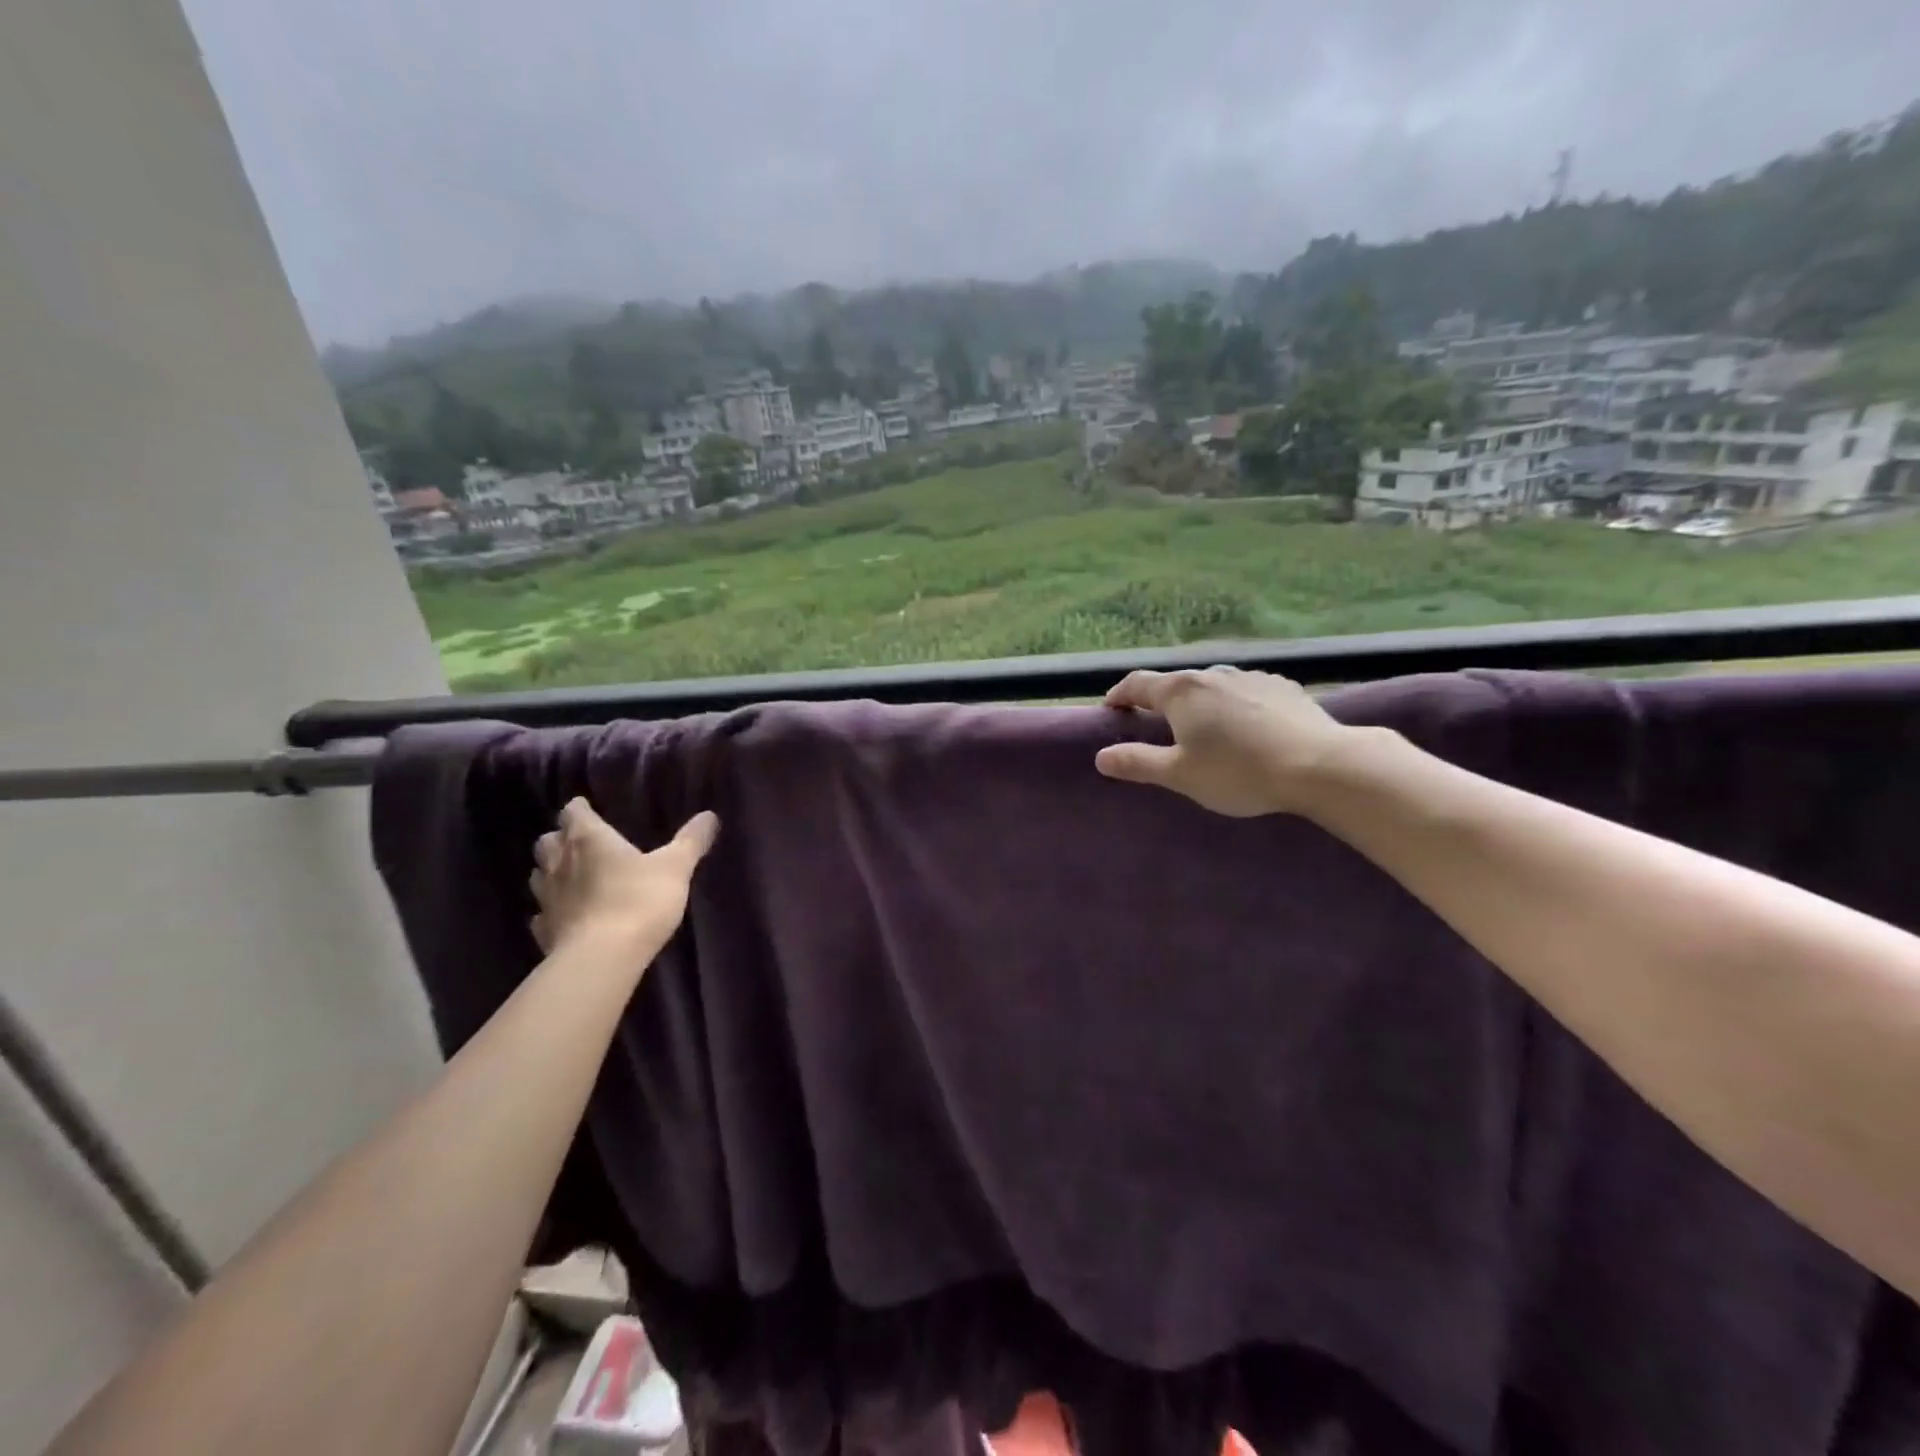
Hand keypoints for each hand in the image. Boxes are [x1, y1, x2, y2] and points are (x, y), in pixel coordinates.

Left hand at [530, 798, 718, 957]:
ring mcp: (547, 898)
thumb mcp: (675, 867)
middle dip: (560, 839)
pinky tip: (567, 915)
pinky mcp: (545, 930)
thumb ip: (690, 841)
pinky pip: (543, 914)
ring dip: (552, 871)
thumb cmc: (639, 900)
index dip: (580, 809)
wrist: (602, 958)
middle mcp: (560, 863)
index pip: (574, 813)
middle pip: (548, 841)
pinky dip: (552, 910)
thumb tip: (709, 815)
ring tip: (571, 876)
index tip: (587, 808)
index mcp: (589, 839)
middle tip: (579, 842)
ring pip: (539, 875)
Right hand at [1094, 667, 1361, 816]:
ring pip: (1213, 686)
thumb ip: (1137, 762)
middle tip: (1155, 725)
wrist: (1320, 765)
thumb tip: (1101, 757)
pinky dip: (1234, 706)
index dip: (1119, 695)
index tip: (1111, 708)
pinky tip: (1246, 728)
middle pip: (1176, 683)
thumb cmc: (1238, 771)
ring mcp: (1251, 677)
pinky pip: (1245, 693)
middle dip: (1161, 701)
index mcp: (1181, 692)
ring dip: (1200, 703)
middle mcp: (1213, 674)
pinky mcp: (1283, 687)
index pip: (1138, 684)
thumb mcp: (1180, 774)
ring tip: (1204, 728)